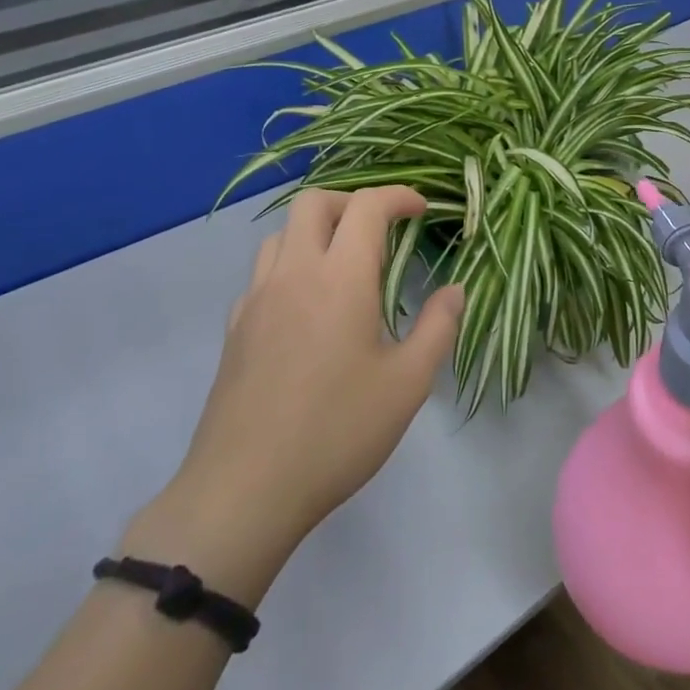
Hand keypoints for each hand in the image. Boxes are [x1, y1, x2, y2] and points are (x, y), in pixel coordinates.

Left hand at [121, 187, 463, 607]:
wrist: (244, 491)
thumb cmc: (337, 432)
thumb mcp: (408, 384)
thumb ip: (439, 328)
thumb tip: (454, 291)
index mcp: (340, 279)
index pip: (367, 207)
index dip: (399, 197)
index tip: (422, 209)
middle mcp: (294, 275)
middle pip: (313, 203)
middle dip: (353, 202)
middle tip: (382, 230)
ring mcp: (256, 301)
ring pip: (282, 234)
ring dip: (317, 231)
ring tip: (346, 264)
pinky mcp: (235, 330)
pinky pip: (263, 274)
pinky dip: (291, 266)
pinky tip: (308, 307)